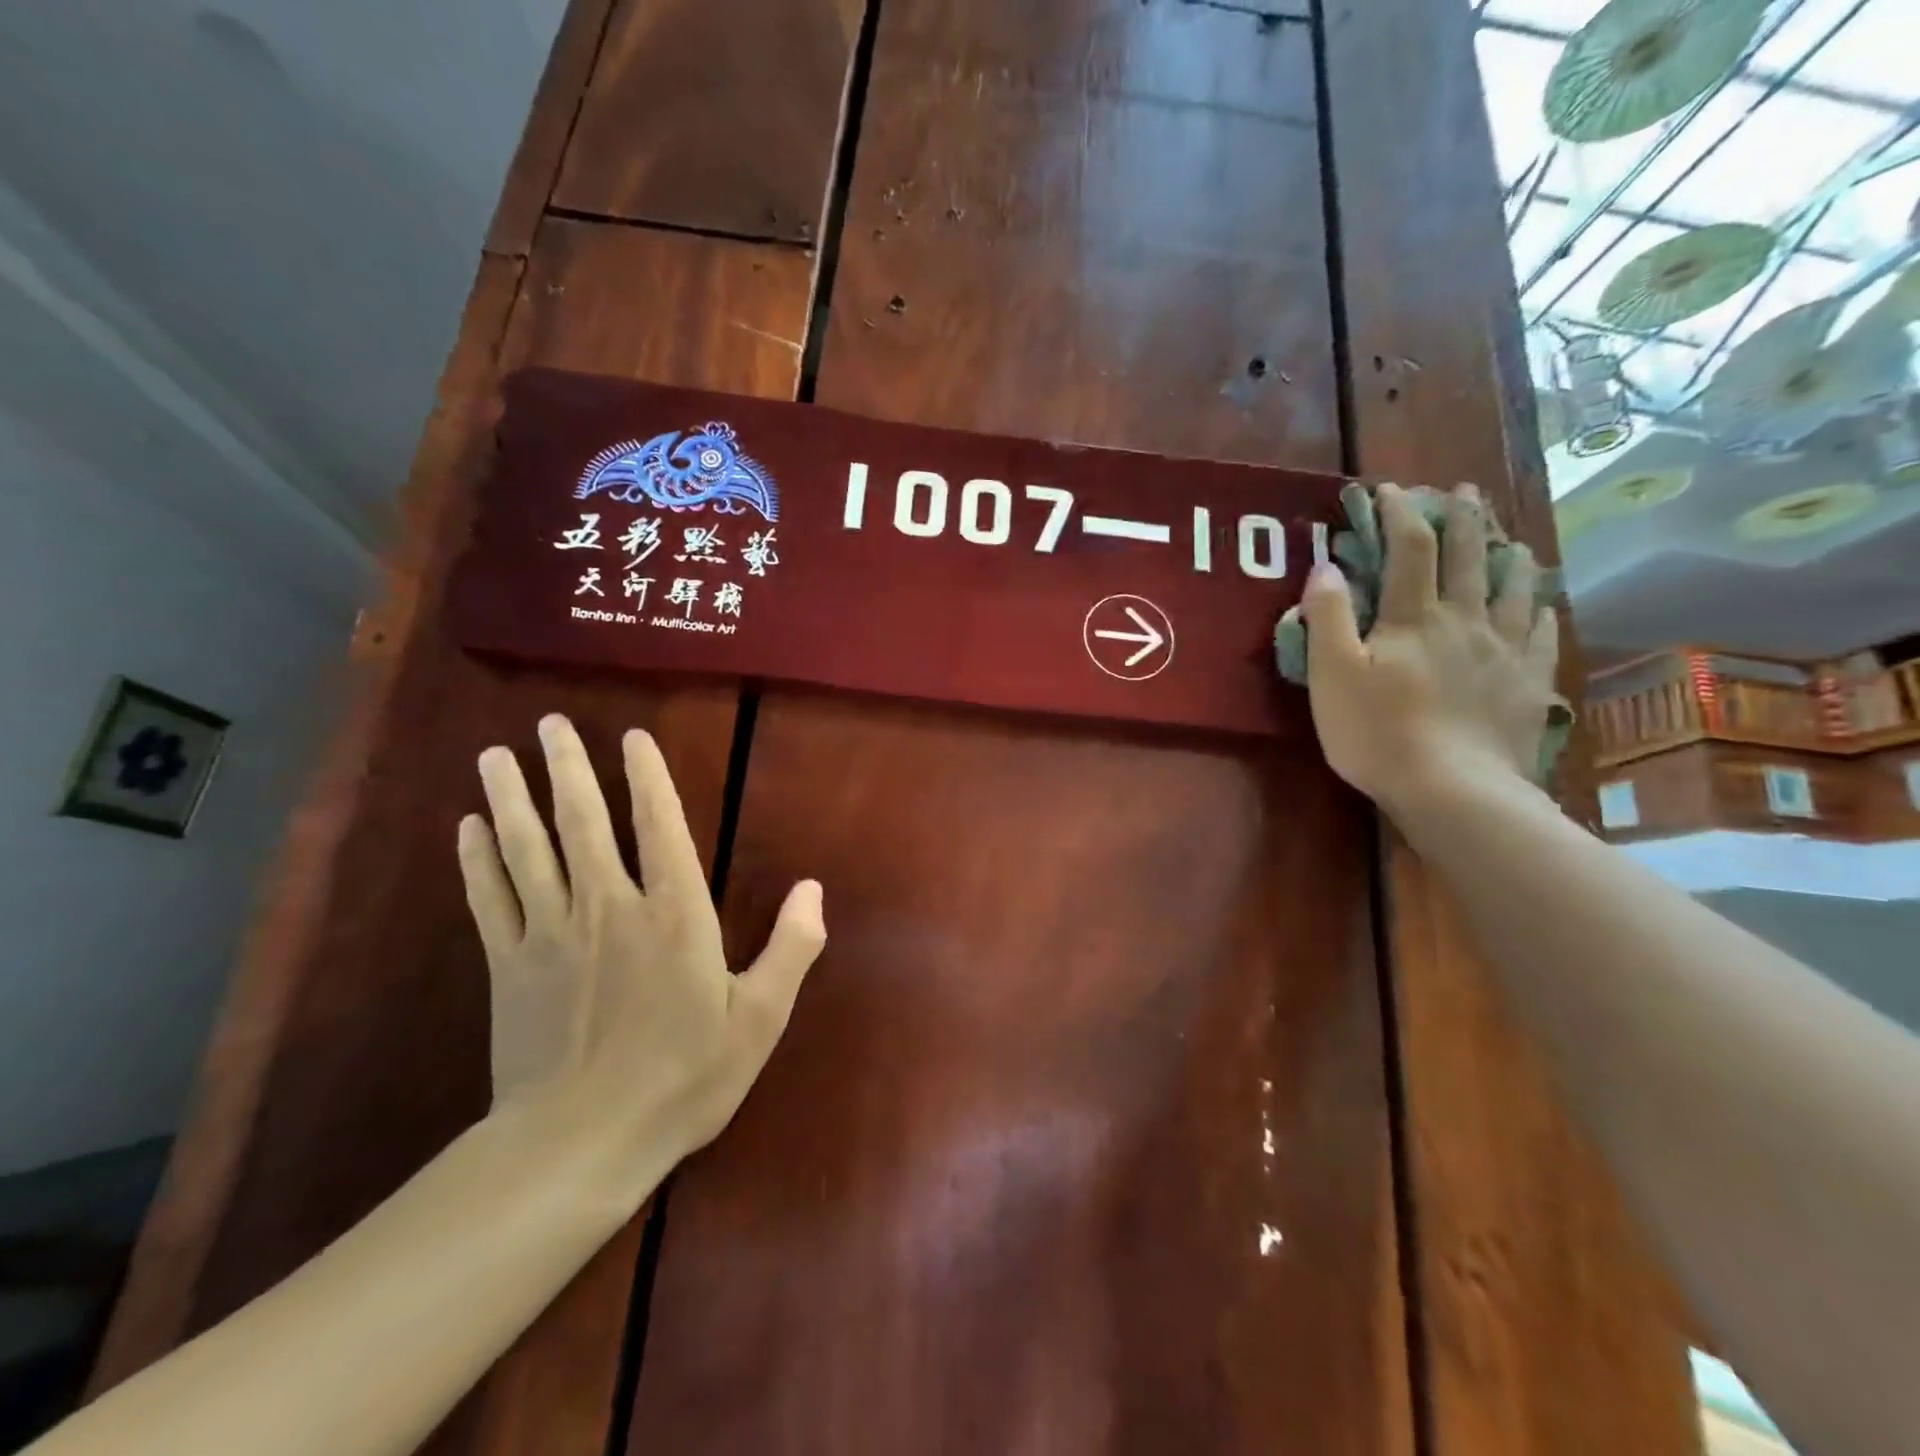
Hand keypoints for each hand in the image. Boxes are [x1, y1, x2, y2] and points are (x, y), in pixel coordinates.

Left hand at [456, 715, 824, 1180]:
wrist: (581, 1145)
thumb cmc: (683, 1078)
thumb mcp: (759, 1019)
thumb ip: (791, 948)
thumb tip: (813, 889)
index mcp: (674, 915)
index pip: (660, 827)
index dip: (648, 777)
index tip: (632, 737)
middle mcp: (610, 908)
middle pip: (583, 823)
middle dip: (568, 769)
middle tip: (550, 724)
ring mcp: (551, 935)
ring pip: (528, 850)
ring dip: (513, 798)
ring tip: (496, 754)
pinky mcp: (509, 966)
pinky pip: (490, 899)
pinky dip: (477, 860)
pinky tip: (467, 827)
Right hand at [1287, 483, 1559, 819]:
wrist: (1454, 790)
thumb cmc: (1378, 733)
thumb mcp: (1332, 675)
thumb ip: (1328, 618)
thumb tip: (1326, 566)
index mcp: (1414, 617)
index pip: (1409, 547)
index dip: (1399, 512)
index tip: (1389, 489)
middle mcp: (1465, 620)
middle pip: (1470, 555)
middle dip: (1463, 517)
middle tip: (1461, 490)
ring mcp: (1504, 651)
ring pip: (1515, 587)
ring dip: (1509, 554)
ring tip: (1511, 538)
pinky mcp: (1527, 684)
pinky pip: (1542, 634)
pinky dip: (1541, 610)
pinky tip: (1543, 604)